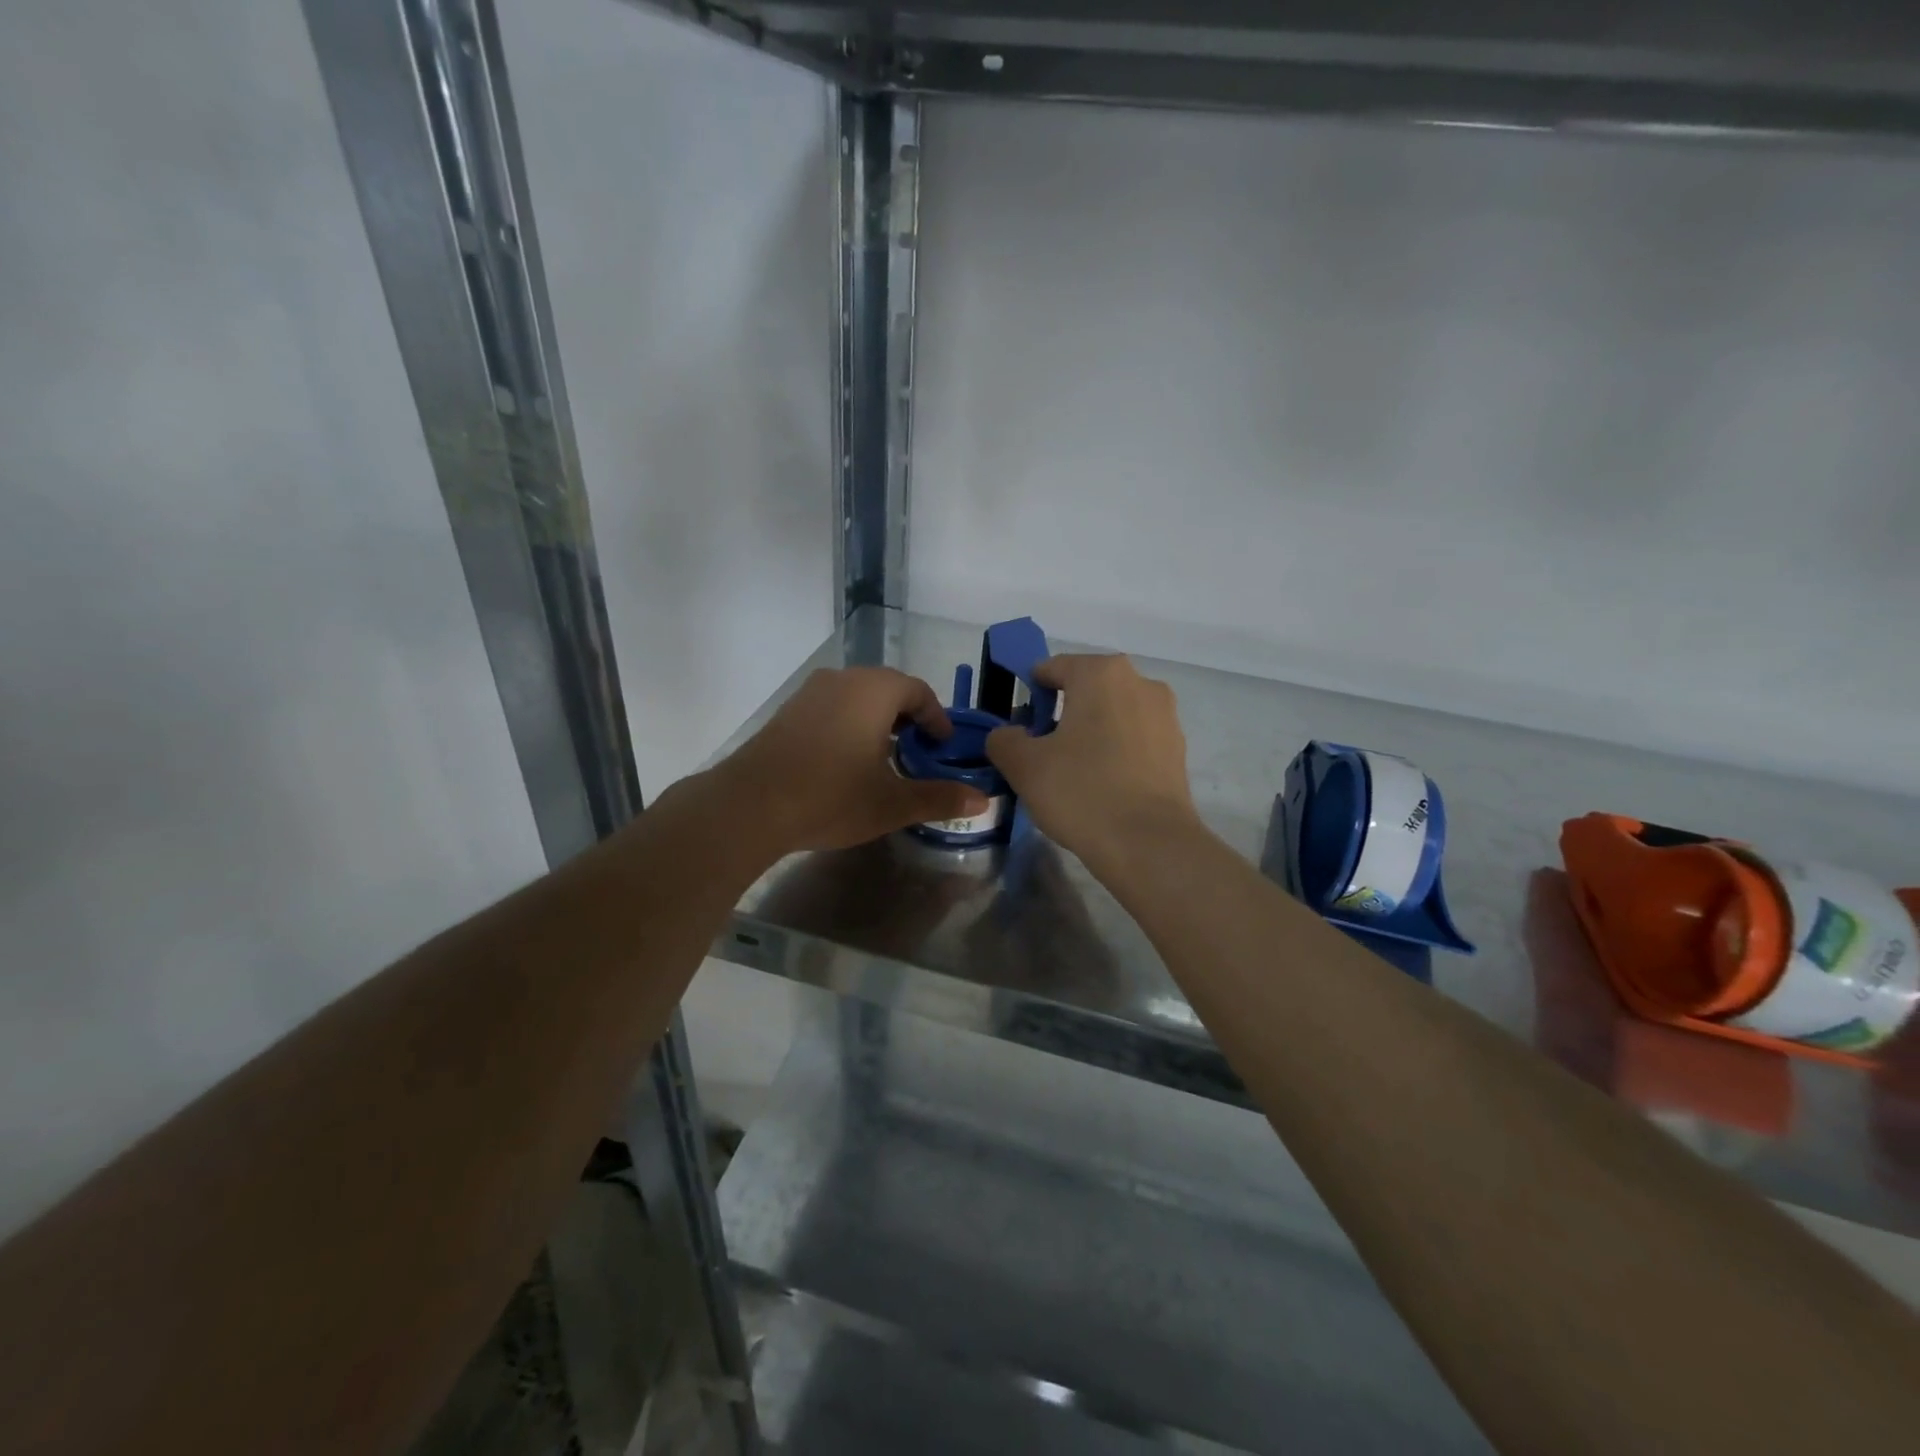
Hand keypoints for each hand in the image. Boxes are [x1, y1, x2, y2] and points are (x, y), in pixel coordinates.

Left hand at [716, 668, 987, 854]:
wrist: (750, 805)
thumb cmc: (831, 796)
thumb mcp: (892, 802)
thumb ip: (939, 797)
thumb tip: (983, 799)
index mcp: (875, 690)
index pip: (918, 692)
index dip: (936, 718)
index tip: (944, 745)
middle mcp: (844, 679)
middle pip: (887, 689)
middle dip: (908, 718)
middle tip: (919, 752)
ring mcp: (811, 693)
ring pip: (857, 697)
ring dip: (877, 721)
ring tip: (884, 757)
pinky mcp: (788, 711)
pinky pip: (832, 708)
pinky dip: (849, 724)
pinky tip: (845, 760)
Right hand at [986, 654, 1199, 866]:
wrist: (1149, 844)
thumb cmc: (1082, 792)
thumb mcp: (1024, 766)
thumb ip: (1004, 740)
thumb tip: (1008, 735)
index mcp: (1101, 673)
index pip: (1052, 669)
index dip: (1029, 695)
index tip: (1020, 730)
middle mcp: (1139, 682)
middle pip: (1086, 690)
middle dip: (1061, 714)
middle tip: (1042, 753)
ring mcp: (1165, 716)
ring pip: (1113, 715)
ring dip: (1091, 733)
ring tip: (1073, 774)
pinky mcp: (1178, 749)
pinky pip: (1135, 740)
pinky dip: (1116, 753)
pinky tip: (1103, 786)